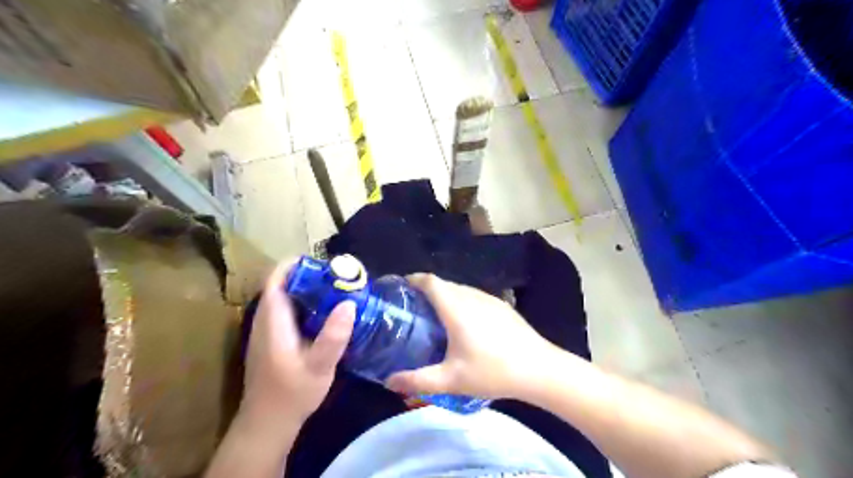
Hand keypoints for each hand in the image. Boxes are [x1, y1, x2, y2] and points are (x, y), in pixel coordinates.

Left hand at [242, 262, 354, 423]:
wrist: (268, 423)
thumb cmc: (293, 393)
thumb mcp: (319, 366)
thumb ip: (333, 336)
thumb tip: (349, 303)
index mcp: (272, 322)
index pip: (276, 281)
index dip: (294, 266)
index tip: (322, 263)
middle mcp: (265, 321)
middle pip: (282, 286)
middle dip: (308, 276)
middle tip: (337, 277)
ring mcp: (267, 331)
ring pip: (284, 299)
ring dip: (307, 290)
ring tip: (336, 291)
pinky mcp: (273, 340)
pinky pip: (287, 311)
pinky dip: (305, 305)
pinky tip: (326, 314)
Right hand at [387, 272, 561, 399]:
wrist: (539, 368)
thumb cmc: (492, 371)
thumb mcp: (451, 379)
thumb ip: (417, 380)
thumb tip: (388, 382)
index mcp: (456, 307)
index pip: (431, 281)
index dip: (414, 279)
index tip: (400, 287)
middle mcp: (472, 296)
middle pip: (444, 284)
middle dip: (426, 290)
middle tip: (413, 308)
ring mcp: (490, 299)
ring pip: (461, 289)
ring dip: (445, 296)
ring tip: (436, 315)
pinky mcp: (502, 306)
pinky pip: (474, 296)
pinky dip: (461, 301)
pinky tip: (465, 323)